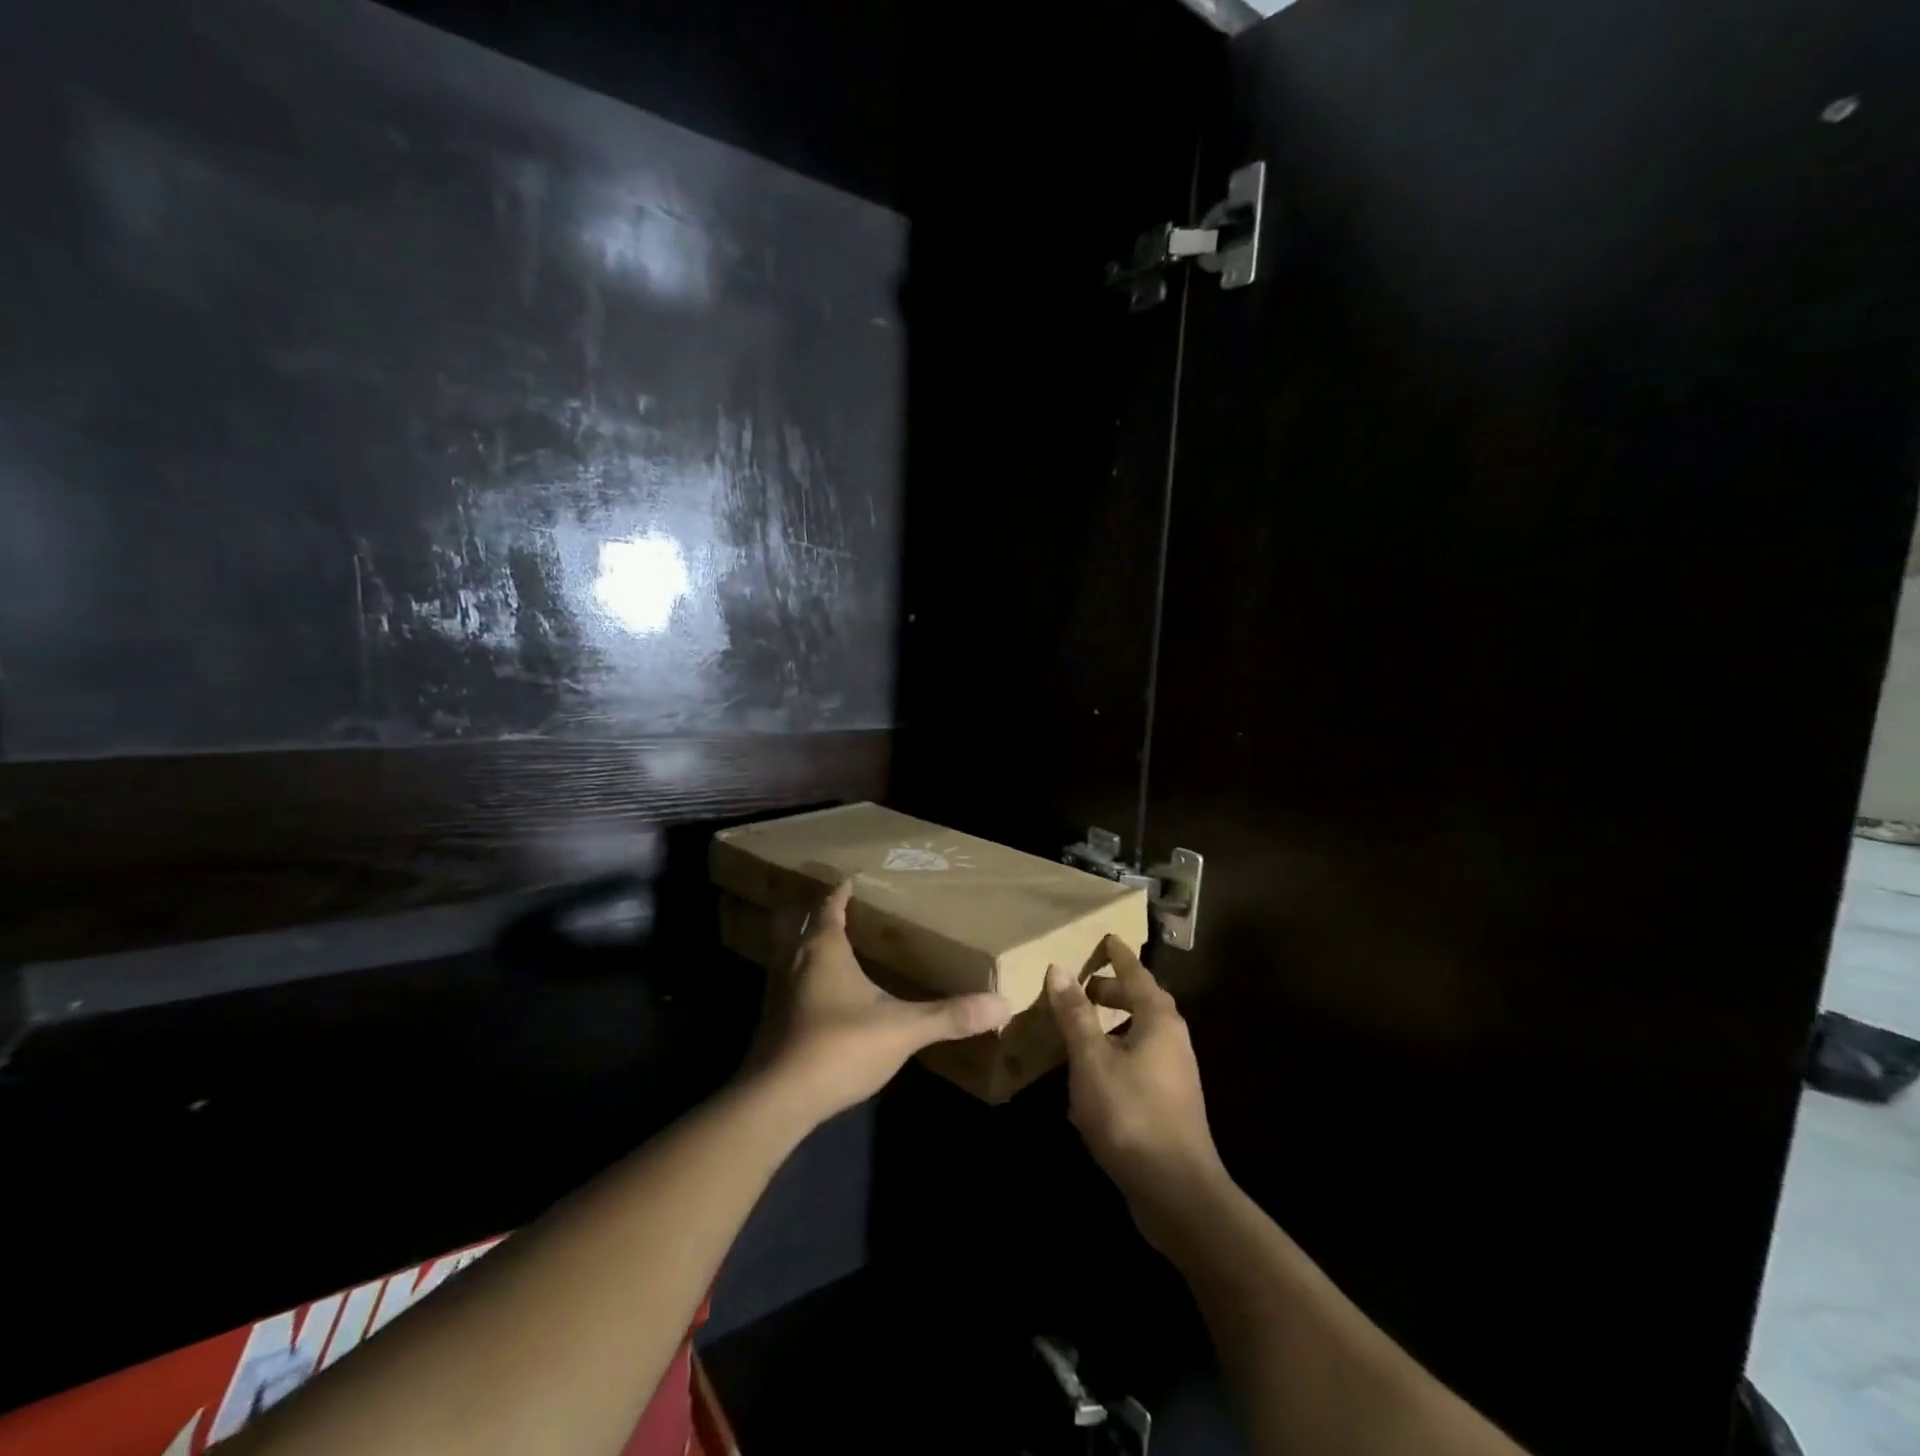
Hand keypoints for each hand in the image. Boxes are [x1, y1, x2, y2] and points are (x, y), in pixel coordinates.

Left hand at [749, 880, 1011, 1124]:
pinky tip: (820, 994)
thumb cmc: (840, 1047)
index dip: (841, 894)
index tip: (851, 881)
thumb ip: (950, 1016)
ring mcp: (777, 992)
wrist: (778, 1100)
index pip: (831, 908)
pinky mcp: (772, 1021)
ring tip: (832, 946)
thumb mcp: (903, 1029)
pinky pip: (787, 982)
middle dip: (820, 914)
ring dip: (807, 944)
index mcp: (824, 949)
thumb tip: (1002, 1004)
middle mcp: (794, 961)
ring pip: (789, 953)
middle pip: (803, 924)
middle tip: (843, 909)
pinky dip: (802, 976)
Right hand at [1047, 937, 1225, 1236]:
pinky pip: (1139, 1063)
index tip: (1106, 937)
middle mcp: (1173, 1041)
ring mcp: (1175, 1075)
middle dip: (1113, 992)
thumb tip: (1059, 969)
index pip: (1137, 974)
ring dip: (1112, 1027)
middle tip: (1083, 989)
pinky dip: (1116, 1056)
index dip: (1119, 956)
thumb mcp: (1092, 1060)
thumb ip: (1075, 1015)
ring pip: (1141, 1035)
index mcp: (1159, 1021)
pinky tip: (1090, 1080)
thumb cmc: (1131, 1115)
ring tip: (1079, 1030)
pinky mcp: (1169, 1104)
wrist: (1176, 1192)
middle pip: (1143, 1003)